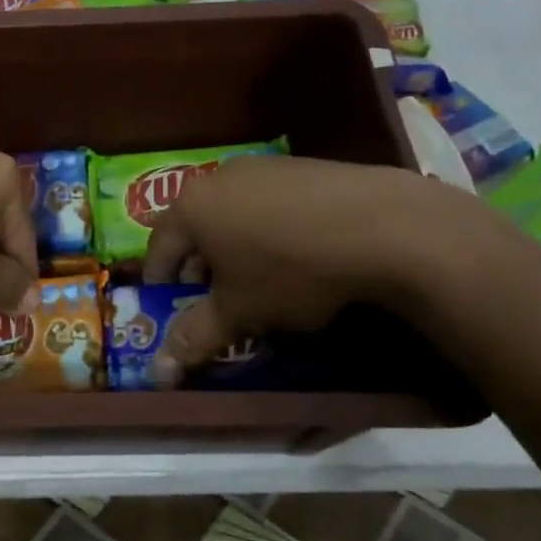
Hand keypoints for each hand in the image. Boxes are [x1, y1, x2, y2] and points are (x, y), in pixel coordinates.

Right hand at [142, 156, 474, 385]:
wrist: (382, 225)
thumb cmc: (291, 271)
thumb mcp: (239, 313)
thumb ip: (195, 338)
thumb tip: (159, 374)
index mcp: (191, 208)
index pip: (158, 247)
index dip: (159, 281)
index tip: (168, 305)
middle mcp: (218, 178)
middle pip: (194, 226)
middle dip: (198, 263)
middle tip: (213, 296)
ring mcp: (262, 166)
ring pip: (231, 211)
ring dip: (233, 244)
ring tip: (256, 276)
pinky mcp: (301, 165)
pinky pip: (267, 201)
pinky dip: (267, 227)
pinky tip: (296, 252)